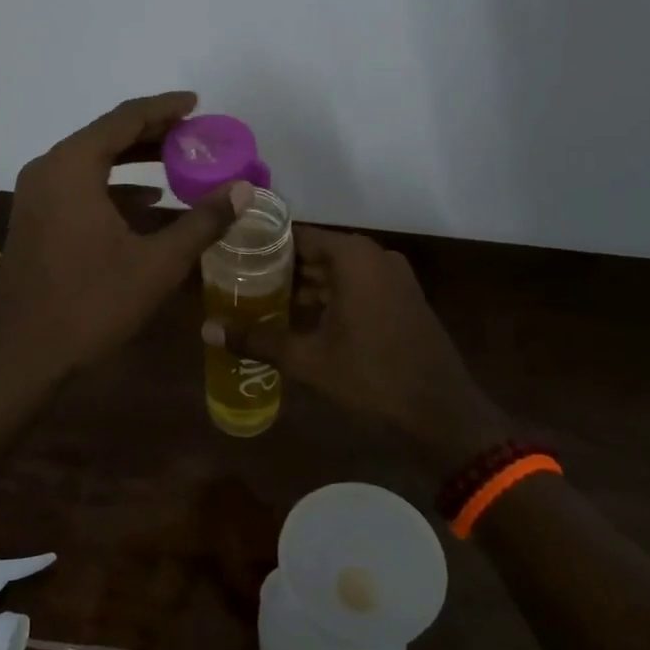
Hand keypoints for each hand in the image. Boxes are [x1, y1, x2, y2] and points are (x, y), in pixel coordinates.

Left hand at [0, 92, 248, 388]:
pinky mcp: (34, 219)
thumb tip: (244, 190)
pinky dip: (113, 185)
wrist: (21, 355)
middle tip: (195, 133)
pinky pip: (79, 185)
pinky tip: (147, 202)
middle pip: (106, 135)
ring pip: (92, 161)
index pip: (125, 118)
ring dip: (134, 159)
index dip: (164, 108)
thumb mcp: (156, 264)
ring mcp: (36, 195)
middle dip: (152, 132)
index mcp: (72, 167)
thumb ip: (202, 222)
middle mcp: (48, 169)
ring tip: (179, 162)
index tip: (197, 103)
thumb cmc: (90, 304)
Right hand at [203, 225, 509, 460]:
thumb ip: (257, 340)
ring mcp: (392, 277)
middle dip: (279, 267)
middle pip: (316, 252)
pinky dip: (328, 296)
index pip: (297, 235)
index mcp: (353, 257)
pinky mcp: (401, 299)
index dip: (262, 244)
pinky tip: (297, 316)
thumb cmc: (372, 378)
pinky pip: (355, 286)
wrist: (443, 414)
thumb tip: (206, 331)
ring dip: (303, 284)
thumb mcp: (308, 360)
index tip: (231, 253)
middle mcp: (374, 256)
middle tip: (237, 278)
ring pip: (336, 271)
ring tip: (258, 297)